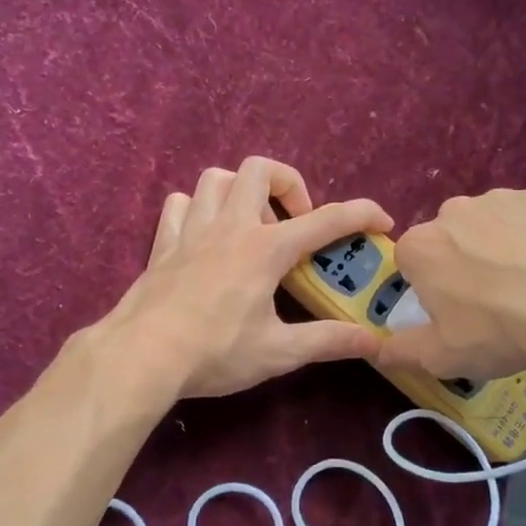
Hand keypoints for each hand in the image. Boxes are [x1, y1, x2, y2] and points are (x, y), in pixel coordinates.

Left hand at [103, 157, 393, 400]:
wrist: (142, 355)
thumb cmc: (215, 352)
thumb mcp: (278, 352)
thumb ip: (328, 341)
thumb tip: (374, 342)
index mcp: (265, 249)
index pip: (325, 220)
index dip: (361, 214)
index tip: (382, 221)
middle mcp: (230, 226)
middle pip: (260, 170)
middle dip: (288, 185)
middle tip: (295, 223)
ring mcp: (192, 230)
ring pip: (216, 178)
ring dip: (240, 191)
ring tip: (252, 226)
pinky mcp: (163, 244)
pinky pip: (180, 204)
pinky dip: (197, 209)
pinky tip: (206, 236)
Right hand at [377, 188, 525, 414]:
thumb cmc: (498, 331)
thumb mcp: (442, 357)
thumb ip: (401, 352)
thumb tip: (376, 351)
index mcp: (420, 247)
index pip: (410, 262)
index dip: (429, 287)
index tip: (452, 311)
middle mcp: (451, 212)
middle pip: (448, 239)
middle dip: (461, 263)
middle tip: (492, 302)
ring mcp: (499, 199)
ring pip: (488, 226)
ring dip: (498, 249)